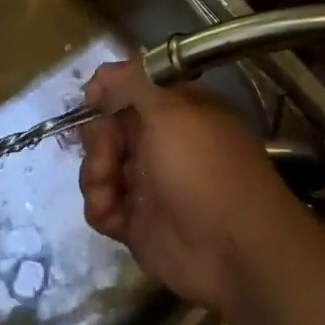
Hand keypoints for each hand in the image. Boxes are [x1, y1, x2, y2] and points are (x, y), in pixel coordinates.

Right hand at [77, 59, 314, 314]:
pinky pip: (102, 204)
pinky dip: (100, 205)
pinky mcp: (137, 222)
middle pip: (109, 126)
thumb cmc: (203, 167)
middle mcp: (161, 141)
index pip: (133, 87)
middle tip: (110, 154)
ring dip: (95, 173)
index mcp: (176, 109)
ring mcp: (149, 183)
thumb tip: (102, 75)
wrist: (232, 249)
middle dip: (99, 138)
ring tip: (109, 190)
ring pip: (100, 164)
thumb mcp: (170, 108)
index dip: (108, 90)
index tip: (91, 99)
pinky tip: (111, 213)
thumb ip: (132, 81)